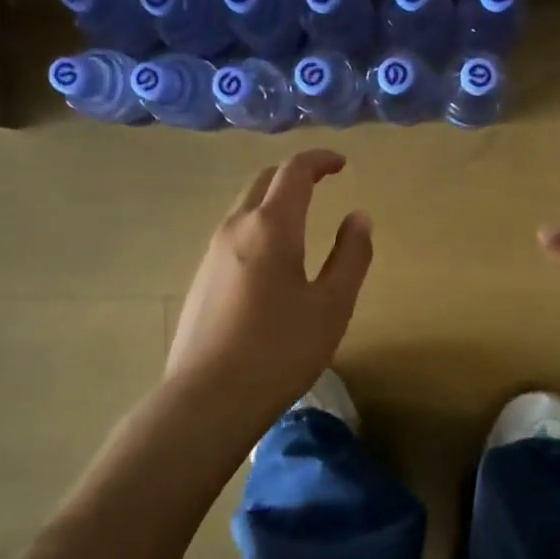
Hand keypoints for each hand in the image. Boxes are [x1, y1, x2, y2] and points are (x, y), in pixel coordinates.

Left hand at [164, 150, 372, 431]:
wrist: (207, 398)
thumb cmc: (280, 350)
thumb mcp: (332, 306)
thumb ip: (351, 256)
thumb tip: (359, 217)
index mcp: (272, 226)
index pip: (294, 171)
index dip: (319, 160)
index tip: (341, 163)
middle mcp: (236, 228)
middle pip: (264, 182)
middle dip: (294, 174)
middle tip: (322, 182)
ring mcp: (211, 253)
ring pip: (244, 208)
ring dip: (273, 201)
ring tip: (300, 218)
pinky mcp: (200, 279)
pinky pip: (232, 235)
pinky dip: (257, 226)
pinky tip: (270, 260)